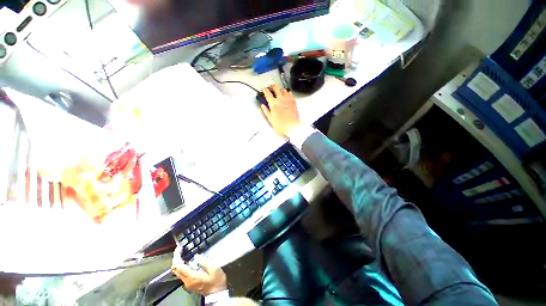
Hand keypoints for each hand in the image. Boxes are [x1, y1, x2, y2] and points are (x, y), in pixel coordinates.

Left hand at [171, 246, 226, 295]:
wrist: (217, 294)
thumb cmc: (216, 281)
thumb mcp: (214, 269)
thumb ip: (205, 262)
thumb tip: (197, 256)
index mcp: (192, 277)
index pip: (179, 266)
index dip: (177, 256)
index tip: (179, 248)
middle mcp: (187, 281)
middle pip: (175, 270)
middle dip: (176, 258)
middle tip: (180, 249)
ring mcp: (187, 283)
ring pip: (177, 272)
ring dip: (178, 262)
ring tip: (183, 253)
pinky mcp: (189, 284)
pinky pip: (182, 274)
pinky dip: (182, 266)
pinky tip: (187, 261)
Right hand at [260, 85, 301, 136]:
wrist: (292, 127)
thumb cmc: (281, 125)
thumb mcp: (271, 119)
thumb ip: (266, 111)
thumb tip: (263, 105)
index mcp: (274, 103)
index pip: (267, 93)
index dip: (264, 89)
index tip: (263, 89)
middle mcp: (281, 99)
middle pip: (276, 87)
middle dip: (272, 86)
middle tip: (270, 88)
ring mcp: (288, 99)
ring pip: (283, 89)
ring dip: (279, 89)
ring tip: (277, 91)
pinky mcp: (293, 101)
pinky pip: (290, 93)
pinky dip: (286, 92)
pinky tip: (285, 95)